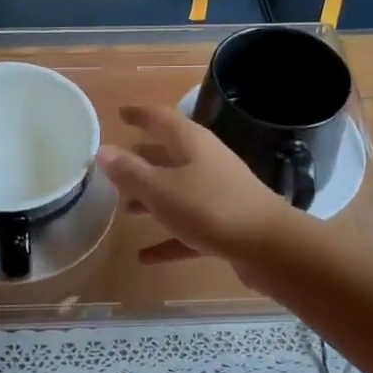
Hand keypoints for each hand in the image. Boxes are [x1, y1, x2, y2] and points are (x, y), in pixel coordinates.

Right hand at [96, 104, 297, 267]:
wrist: (269, 246)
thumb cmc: (209, 208)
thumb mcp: (161, 189)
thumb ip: (130, 172)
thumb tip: (103, 150)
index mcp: (191, 143)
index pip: (160, 118)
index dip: (139, 114)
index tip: (120, 114)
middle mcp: (205, 161)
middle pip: (168, 155)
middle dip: (141, 160)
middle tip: (114, 168)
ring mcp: (218, 192)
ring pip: (177, 191)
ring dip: (152, 199)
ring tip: (124, 211)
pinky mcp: (225, 223)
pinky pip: (188, 227)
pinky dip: (168, 238)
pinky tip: (145, 257)